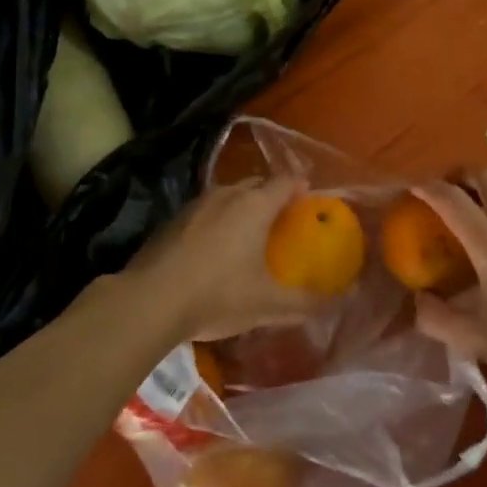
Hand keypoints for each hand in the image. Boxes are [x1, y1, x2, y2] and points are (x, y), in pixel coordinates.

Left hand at [122, 176, 325, 342]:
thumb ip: (303, 303)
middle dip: (272, 195)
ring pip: (228, 196)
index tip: (310, 197)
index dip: (301, 186)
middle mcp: (226, 195)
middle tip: (283, 218)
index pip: (286, 181)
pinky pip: (205, 212)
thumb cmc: (218, 295)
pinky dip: (217, 221)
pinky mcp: (172, 221)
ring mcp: (195, 205)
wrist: (150, 301)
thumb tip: (336, 302)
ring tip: (249, 231)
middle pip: (256, 184)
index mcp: (255, 205)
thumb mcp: (267, 305)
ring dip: (242, 207)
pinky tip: (214, 248)